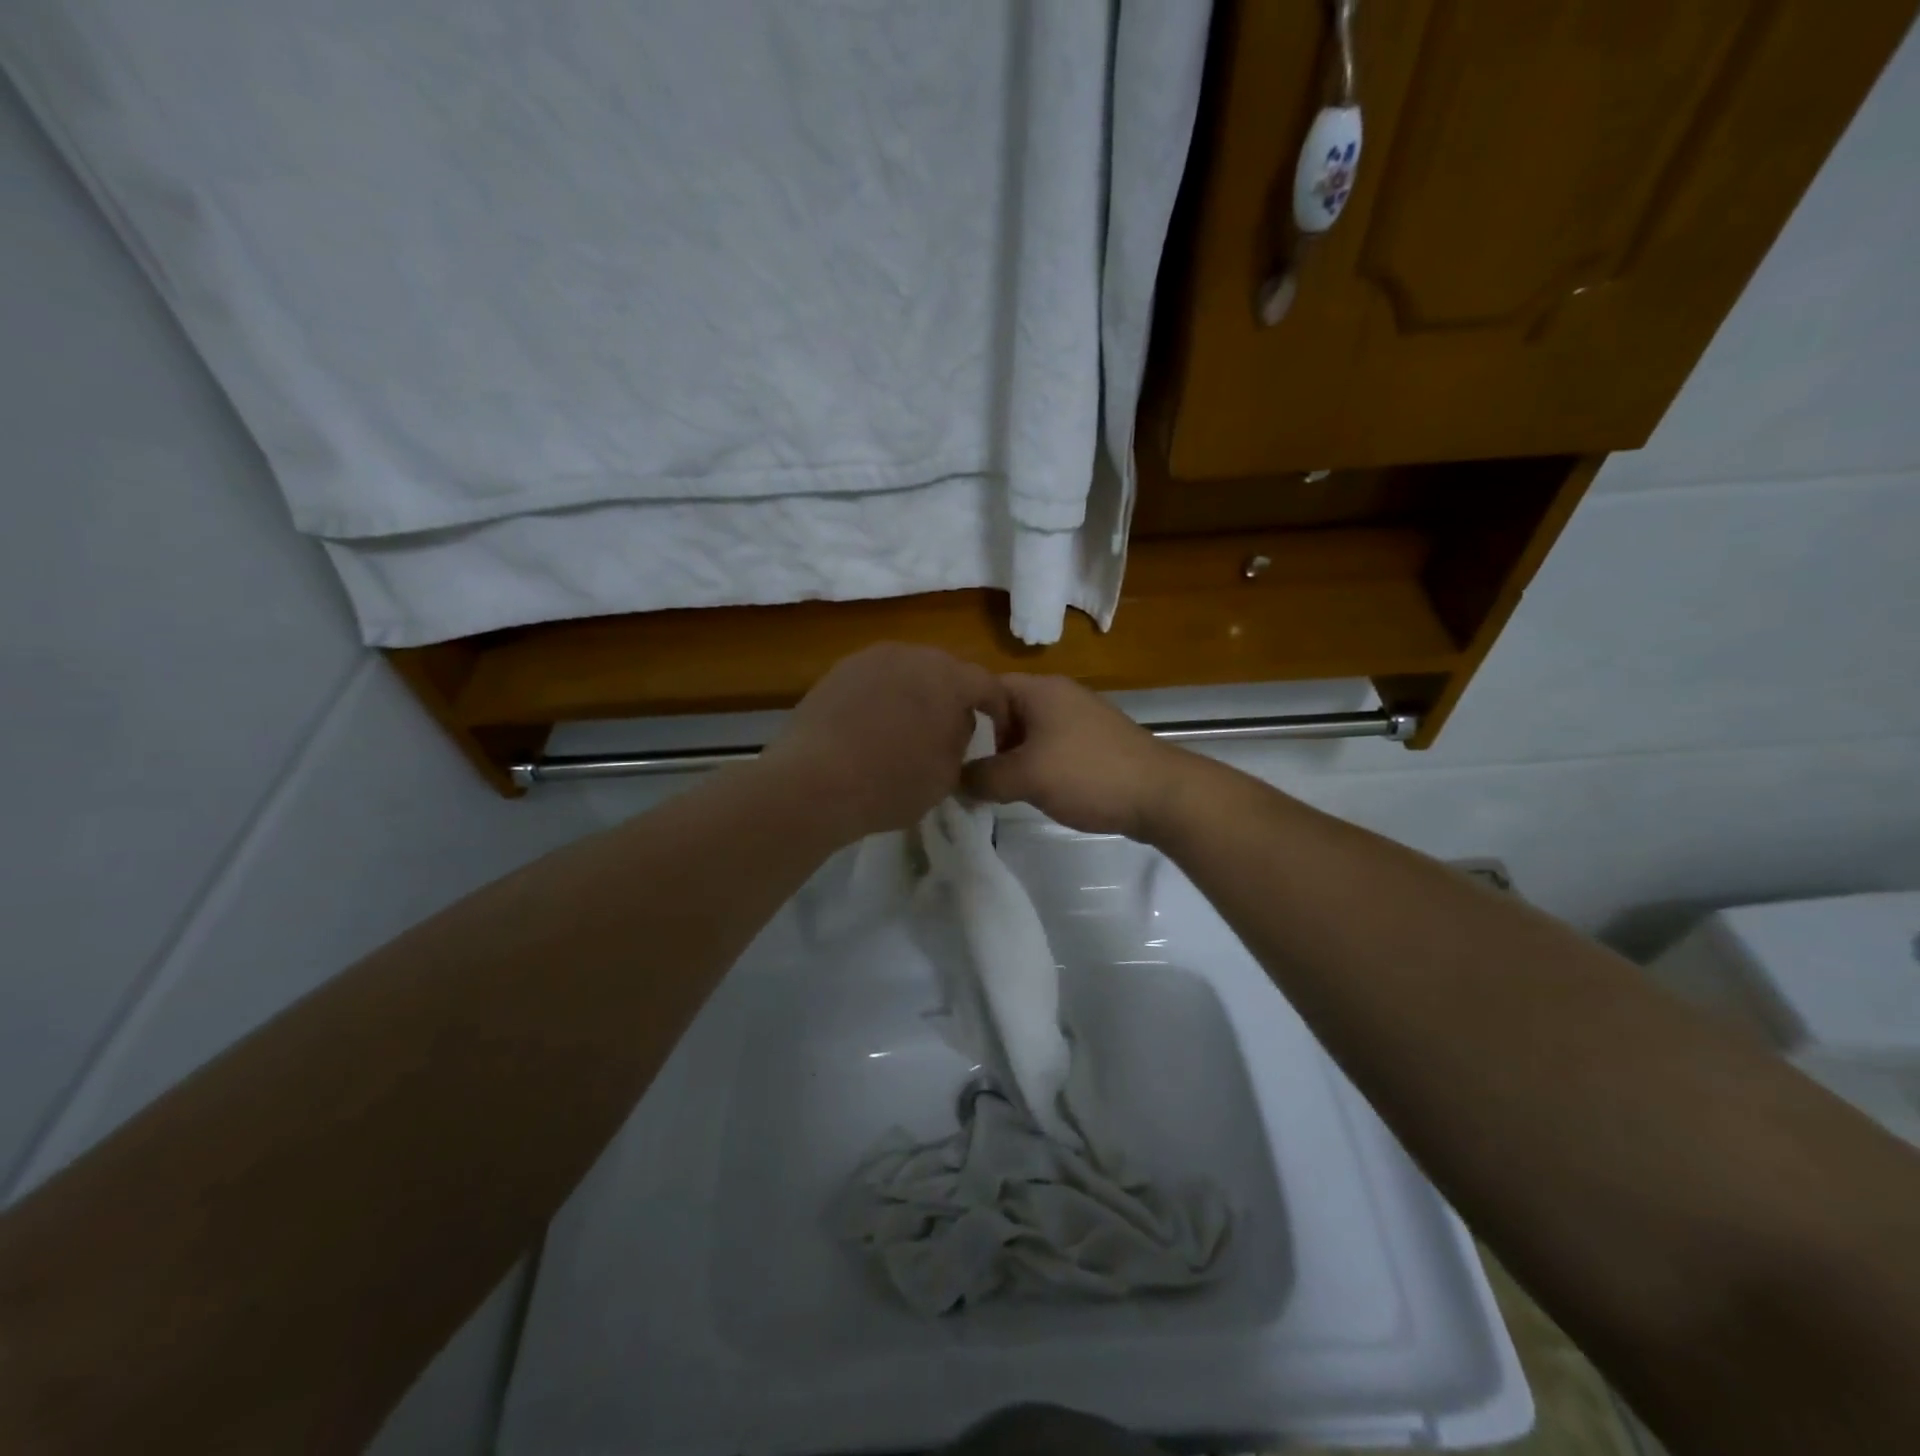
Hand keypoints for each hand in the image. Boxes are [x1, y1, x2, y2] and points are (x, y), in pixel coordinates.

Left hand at [763, 644, 1009, 841]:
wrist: (813, 782)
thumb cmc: (892, 783)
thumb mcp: (947, 773)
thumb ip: (961, 738)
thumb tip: (956, 722)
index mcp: (948, 677)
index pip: (987, 685)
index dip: (998, 709)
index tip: (996, 732)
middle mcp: (911, 654)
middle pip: (945, 670)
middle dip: (954, 696)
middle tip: (951, 728)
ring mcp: (870, 659)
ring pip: (908, 671)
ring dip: (916, 693)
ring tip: (910, 727)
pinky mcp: (837, 672)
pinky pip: (875, 679)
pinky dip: (884, 697)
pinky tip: (874, 726)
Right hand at [962, 674, 1189, 840]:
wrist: (1161, 795)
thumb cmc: (1088, 774)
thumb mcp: (1025, 777)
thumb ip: (981, 777)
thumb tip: (953, 781)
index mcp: (1039, 689)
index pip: (982, 687)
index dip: (958, 713)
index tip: (941, 745)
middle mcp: (1058, 695)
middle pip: (1003, 711)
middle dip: (984, 741)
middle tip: (968, 773)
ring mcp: (1078, 718)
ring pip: (1027, 733)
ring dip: (1010, 758)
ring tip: (997, 787)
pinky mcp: (1093, 743)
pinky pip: (1050, 748)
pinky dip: (1035, 765)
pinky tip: (1032, 791)